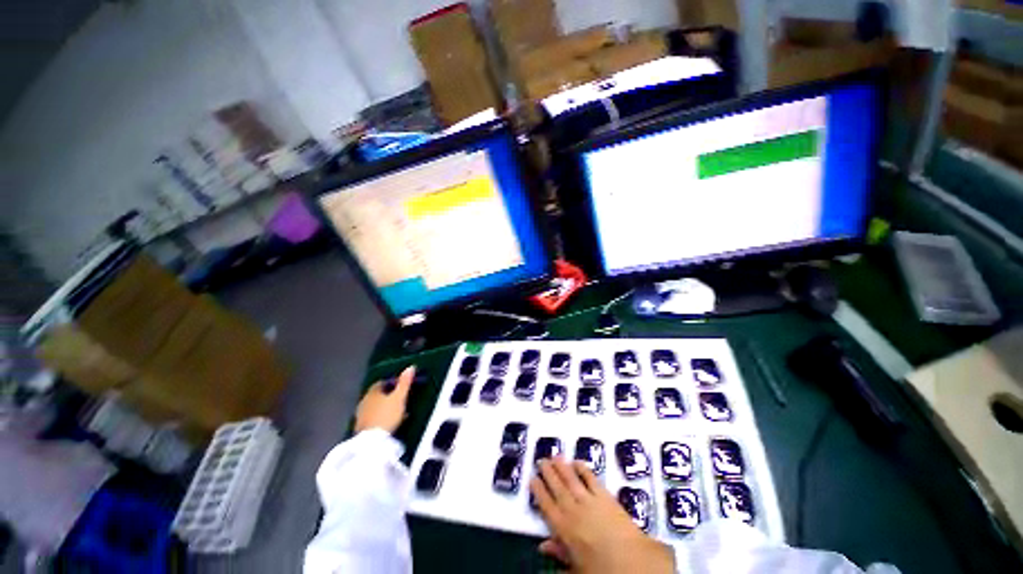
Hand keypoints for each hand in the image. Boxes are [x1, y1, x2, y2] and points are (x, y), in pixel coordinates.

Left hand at [354, 366, 414, 433]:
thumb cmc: (387, 415)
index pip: (381, 383)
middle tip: (401, 398)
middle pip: (377, 396)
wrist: (372, 443)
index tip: (400, 385)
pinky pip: (374, 419)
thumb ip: (405, 383)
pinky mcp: (362, 430)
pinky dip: (382, 419)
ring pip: (376, 408)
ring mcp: (361, 417)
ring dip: (386, 408)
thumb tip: (411, 366)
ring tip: (398, 412)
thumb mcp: (400, 397)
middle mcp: (364, 402)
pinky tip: (391, 423)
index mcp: (372, 393)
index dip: (391, 383)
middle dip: (388, 396)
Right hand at [530, 458, 674, 573]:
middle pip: (556, 487)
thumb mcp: (576, 569)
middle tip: (541, 460)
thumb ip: (558, 554)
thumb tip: (542, 546)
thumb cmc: (601, 569)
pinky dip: (583, 468)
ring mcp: (589, 500)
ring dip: (562, 466)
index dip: (538, 490)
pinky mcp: (604, 495)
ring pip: (571, 478)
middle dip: (547, 472)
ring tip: (555, 455)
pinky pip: (591, 478)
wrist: (631, 562)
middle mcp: (573, 509)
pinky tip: (577, 462)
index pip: (546, 505)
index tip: (532, 478)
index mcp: (563, 528)